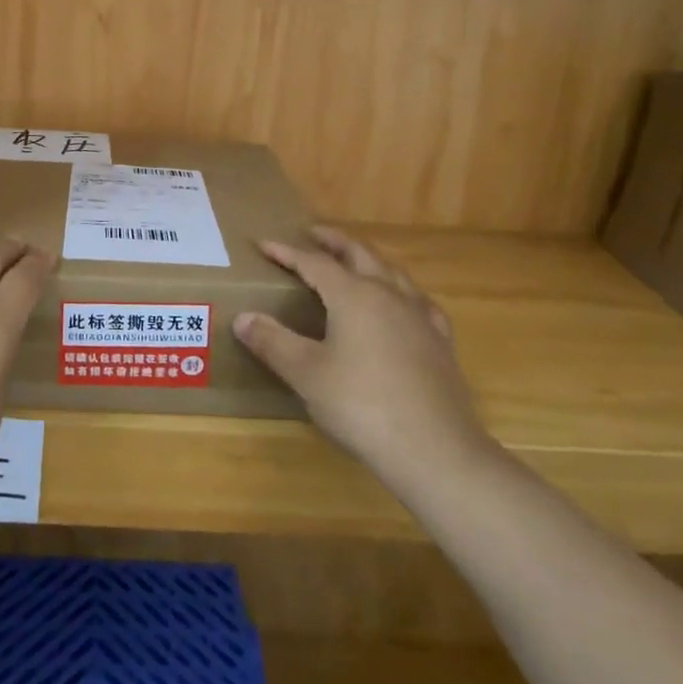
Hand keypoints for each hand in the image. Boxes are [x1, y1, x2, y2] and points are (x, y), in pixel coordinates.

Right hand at [236, 226, 498, 493]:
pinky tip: (404, 303)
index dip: (287, 252)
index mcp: (353, 295)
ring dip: (368, 259)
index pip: (314, 262)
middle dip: (334, 240)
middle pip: (359, 253)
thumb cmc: (362, 406)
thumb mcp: (306, 374)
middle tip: (313, 233)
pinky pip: (419, 302)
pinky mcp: (440, 342)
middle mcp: (388, 294)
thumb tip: (242, 317)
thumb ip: (272, 341)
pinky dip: (402, 291)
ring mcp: (419, 316)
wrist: (436, 450)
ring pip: (392, 272)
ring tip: (354, 260)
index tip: (264, 244)